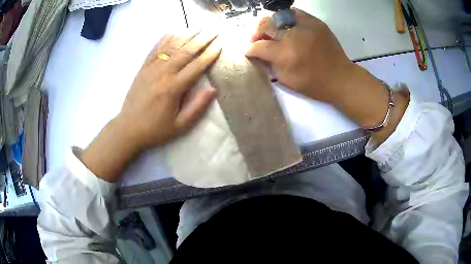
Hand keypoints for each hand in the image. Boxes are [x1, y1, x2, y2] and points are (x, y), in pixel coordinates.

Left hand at [81, 31, 220, 181]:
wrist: (128, 129)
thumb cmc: (155, 130)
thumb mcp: (180, 126)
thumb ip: (197, 107)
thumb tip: (213, 89)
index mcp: (173, 88)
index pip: (196, 66)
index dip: (210, 54)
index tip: (220, 44)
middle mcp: (162, 74)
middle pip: (185, 52)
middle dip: (202, 39)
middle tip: (214, 30)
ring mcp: (151, 69)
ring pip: (171, 47)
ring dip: (186, 35)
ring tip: (198, 27)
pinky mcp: (142, 69)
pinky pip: (154, 50)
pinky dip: (164, 39)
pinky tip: (172, 31)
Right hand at [246, 8, 355, 103]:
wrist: (340, 78)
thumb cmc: (313, 83)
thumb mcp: (285, 79)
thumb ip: (269, 63)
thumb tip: (258, 52)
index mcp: (285, 54)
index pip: (259, 46)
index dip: (251, 48)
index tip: (249, 50)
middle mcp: (293, 36)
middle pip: (266, 25)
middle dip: (257, 32)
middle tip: (258, 39)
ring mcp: (305, 26)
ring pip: (278, 16)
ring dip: (270, 24)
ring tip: (272, 31)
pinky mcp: (316, 22)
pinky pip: (295, 13)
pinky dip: (287, 17)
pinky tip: (286, 25)